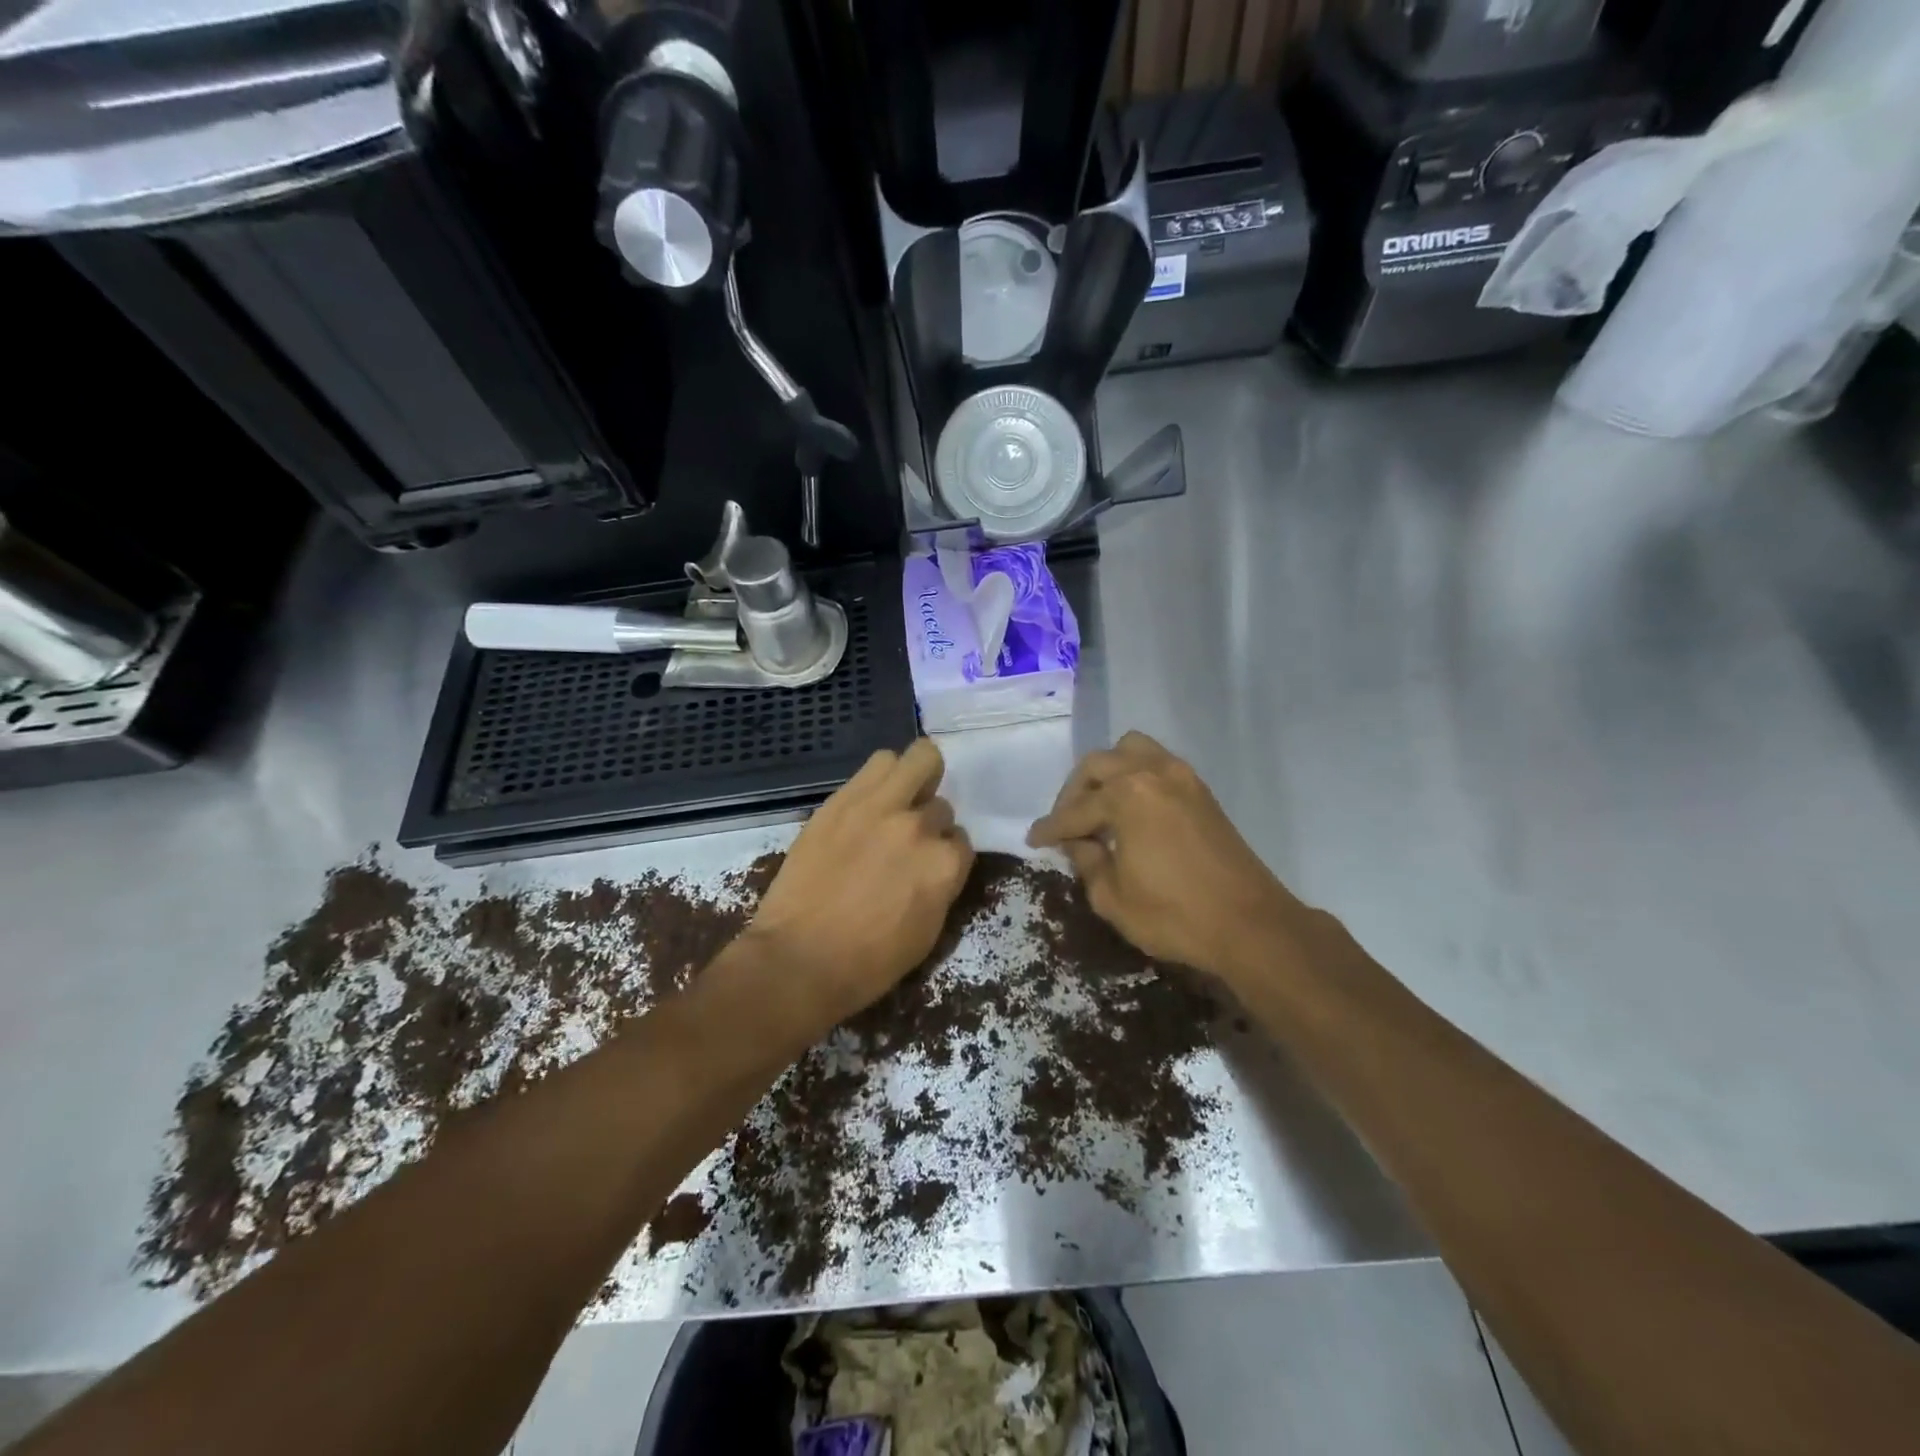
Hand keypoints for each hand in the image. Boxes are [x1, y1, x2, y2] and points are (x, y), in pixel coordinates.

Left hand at [745, 739, 972, 1026]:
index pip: (961, 841)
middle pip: (941, 804)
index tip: (927, 865)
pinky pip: (878, 763)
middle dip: (929, 821)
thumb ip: (941, 886)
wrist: (799, 959)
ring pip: (919, 759)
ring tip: (897, 799)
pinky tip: (871, 797)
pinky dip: (883, 775)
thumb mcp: (927, 932)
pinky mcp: (844, 798)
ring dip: (915, 779)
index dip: (944, 854)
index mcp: (945, 865)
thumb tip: (938, 864)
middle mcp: (920, 827)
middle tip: (909, 836)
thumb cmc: (868, 963)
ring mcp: (881, 806)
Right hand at [1027, 731, 1299, 982]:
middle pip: (1098, 764)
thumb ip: (1087, 862)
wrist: (1251, 925)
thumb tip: (1079, 843)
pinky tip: (1130, 809)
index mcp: (1126, 796)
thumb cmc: (1174, 916)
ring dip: (1108, 772)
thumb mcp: (1112, 898)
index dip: (1051, 827)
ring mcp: (1182, 777)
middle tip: (1066, 824)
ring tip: (1099, 805)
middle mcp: (1152, 773)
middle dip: (1074, 792)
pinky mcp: (1201, 791)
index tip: (1033, 840)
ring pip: (1131, 750)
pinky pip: (1157, 763)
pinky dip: (1136, 776)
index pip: (1075, 809)